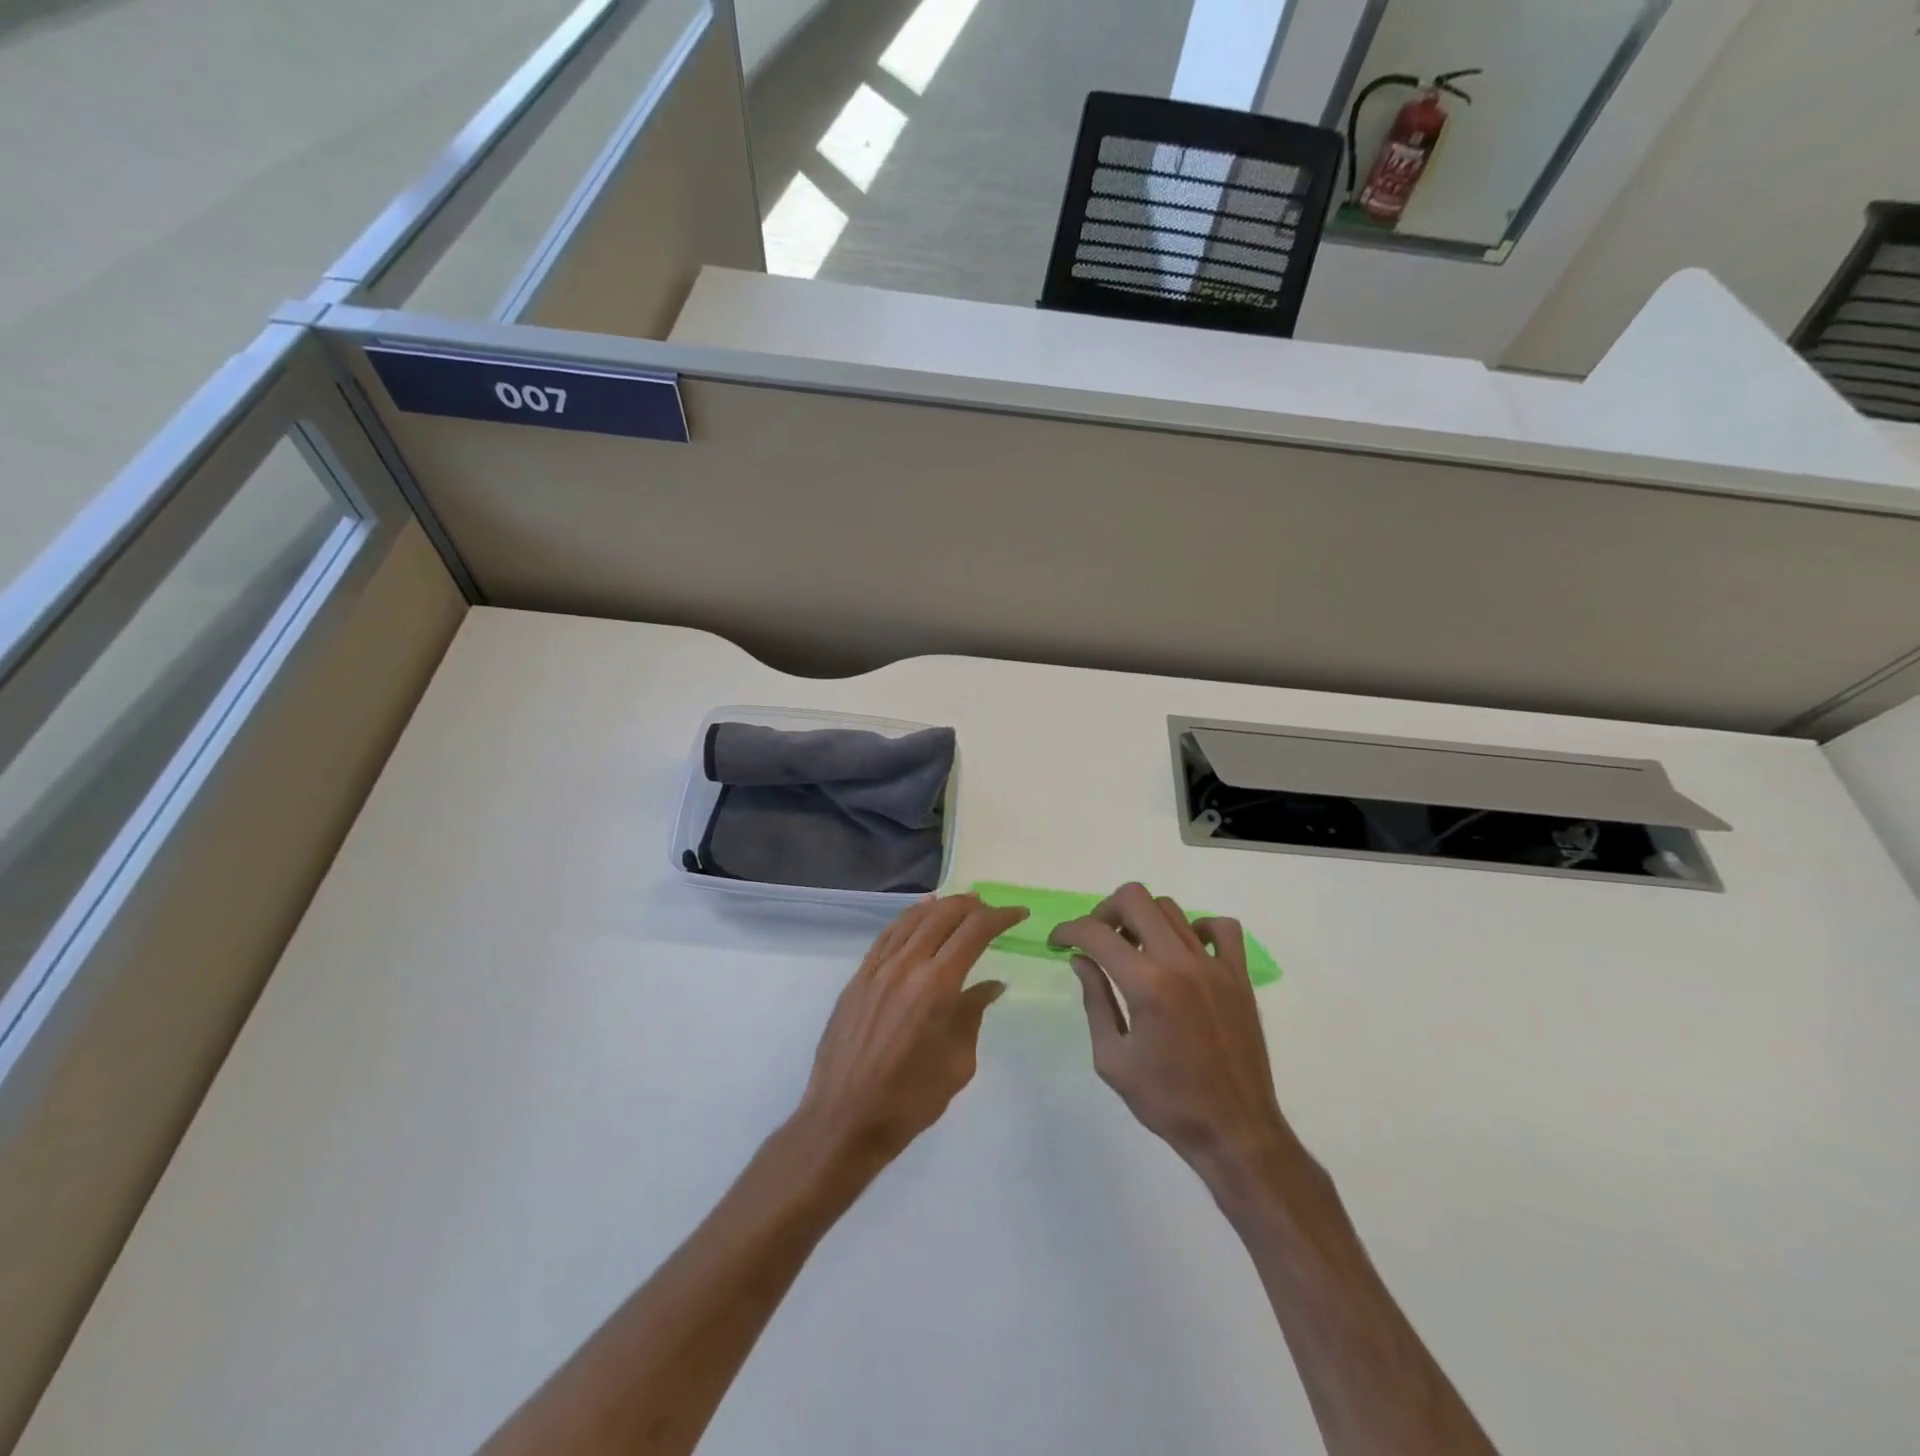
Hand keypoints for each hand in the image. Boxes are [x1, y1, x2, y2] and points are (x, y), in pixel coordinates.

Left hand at [794, 894, 1026, 1178]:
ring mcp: (877, 969)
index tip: (1019, 915)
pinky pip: (887, 935)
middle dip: (973, 906)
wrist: (844, 1120)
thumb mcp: (957, 1063)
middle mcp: (906, 966)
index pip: (974, 933)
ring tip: (963, 903)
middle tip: (993, 910)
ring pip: (913, 919)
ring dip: (942, 906)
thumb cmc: (910, 1100)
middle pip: (944, 916)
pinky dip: (909, 917)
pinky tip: (920, 913)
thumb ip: (973, 1014)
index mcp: (936, 986)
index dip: (1000, 917)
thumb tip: (991, 985)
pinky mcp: (858, 978)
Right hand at [1051, 883, 1290, 1179]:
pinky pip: (1221, 928)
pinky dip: (1196, 928)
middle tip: (1097, 941)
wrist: (1234, 1130)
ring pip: (1171, 909)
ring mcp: (1214, 965)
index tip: (1058, 943)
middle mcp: (1180, 962)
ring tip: (1134, 950)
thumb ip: (1095, 1000)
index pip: (1095, 933)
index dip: (1068, 930)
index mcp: (1147, 985)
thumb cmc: (1166, 1101)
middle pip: (1135, 898)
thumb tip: (1082, 960)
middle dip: (1104, 912)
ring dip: (1143, 920)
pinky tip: (1183, 953)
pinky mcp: (1239, 976)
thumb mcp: (1112, 1058)